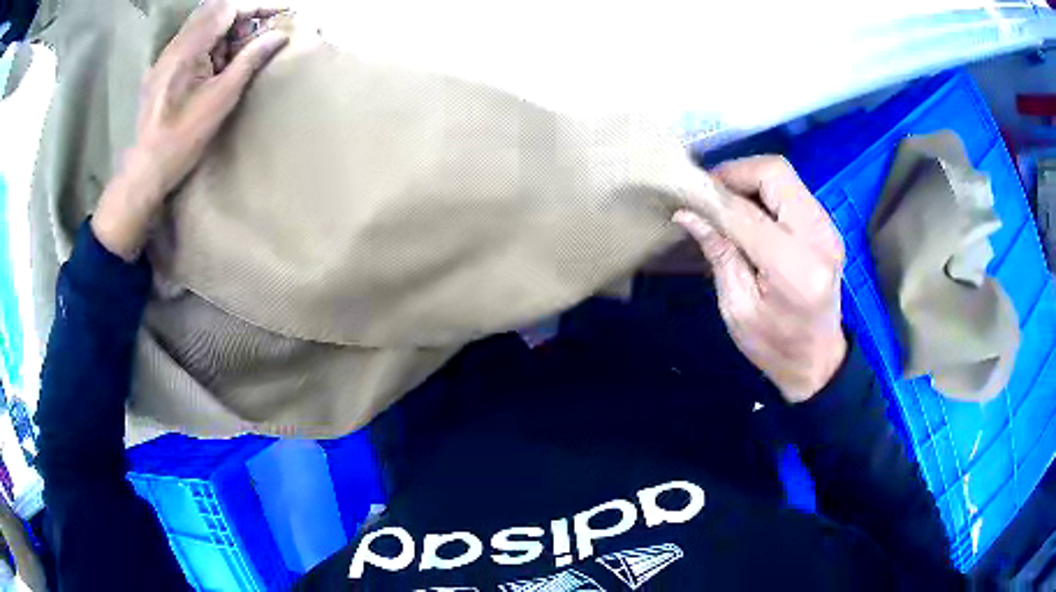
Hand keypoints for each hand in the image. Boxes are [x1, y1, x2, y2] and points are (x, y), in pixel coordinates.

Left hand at [92, 0, 289, 260]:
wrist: (144, 172)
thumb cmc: (182, 140)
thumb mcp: (221, 99)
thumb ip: (250, 61)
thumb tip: (280, 35)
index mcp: (187, 49)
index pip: (227, 7)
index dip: (257, 5)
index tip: (282, 11)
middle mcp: (174, 45)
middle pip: (215, 10)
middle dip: (243, 16)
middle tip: (262, 32)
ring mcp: (165, 57)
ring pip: (203, 25)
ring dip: (227, 31)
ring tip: (241, 53)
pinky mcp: (162, 69)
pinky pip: (191, 41)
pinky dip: (212, 44)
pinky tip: (217, 66)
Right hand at [674, 156, 846, 402]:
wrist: (818, 361)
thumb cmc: (775, 347)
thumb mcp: (737, 309)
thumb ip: (719, 254)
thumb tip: (689, 213)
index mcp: (795, 268)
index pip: (746, 213)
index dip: (711, 200)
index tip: (685, 196)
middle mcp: (818, 237)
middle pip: (774, 172)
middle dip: (735, 173)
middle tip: (708, 195)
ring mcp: (827, 228)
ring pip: (783, 175)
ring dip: (749, 180)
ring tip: (724, 204)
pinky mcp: (826, 226)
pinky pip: (791, 189)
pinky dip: (763, 191)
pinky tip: (747, 213)